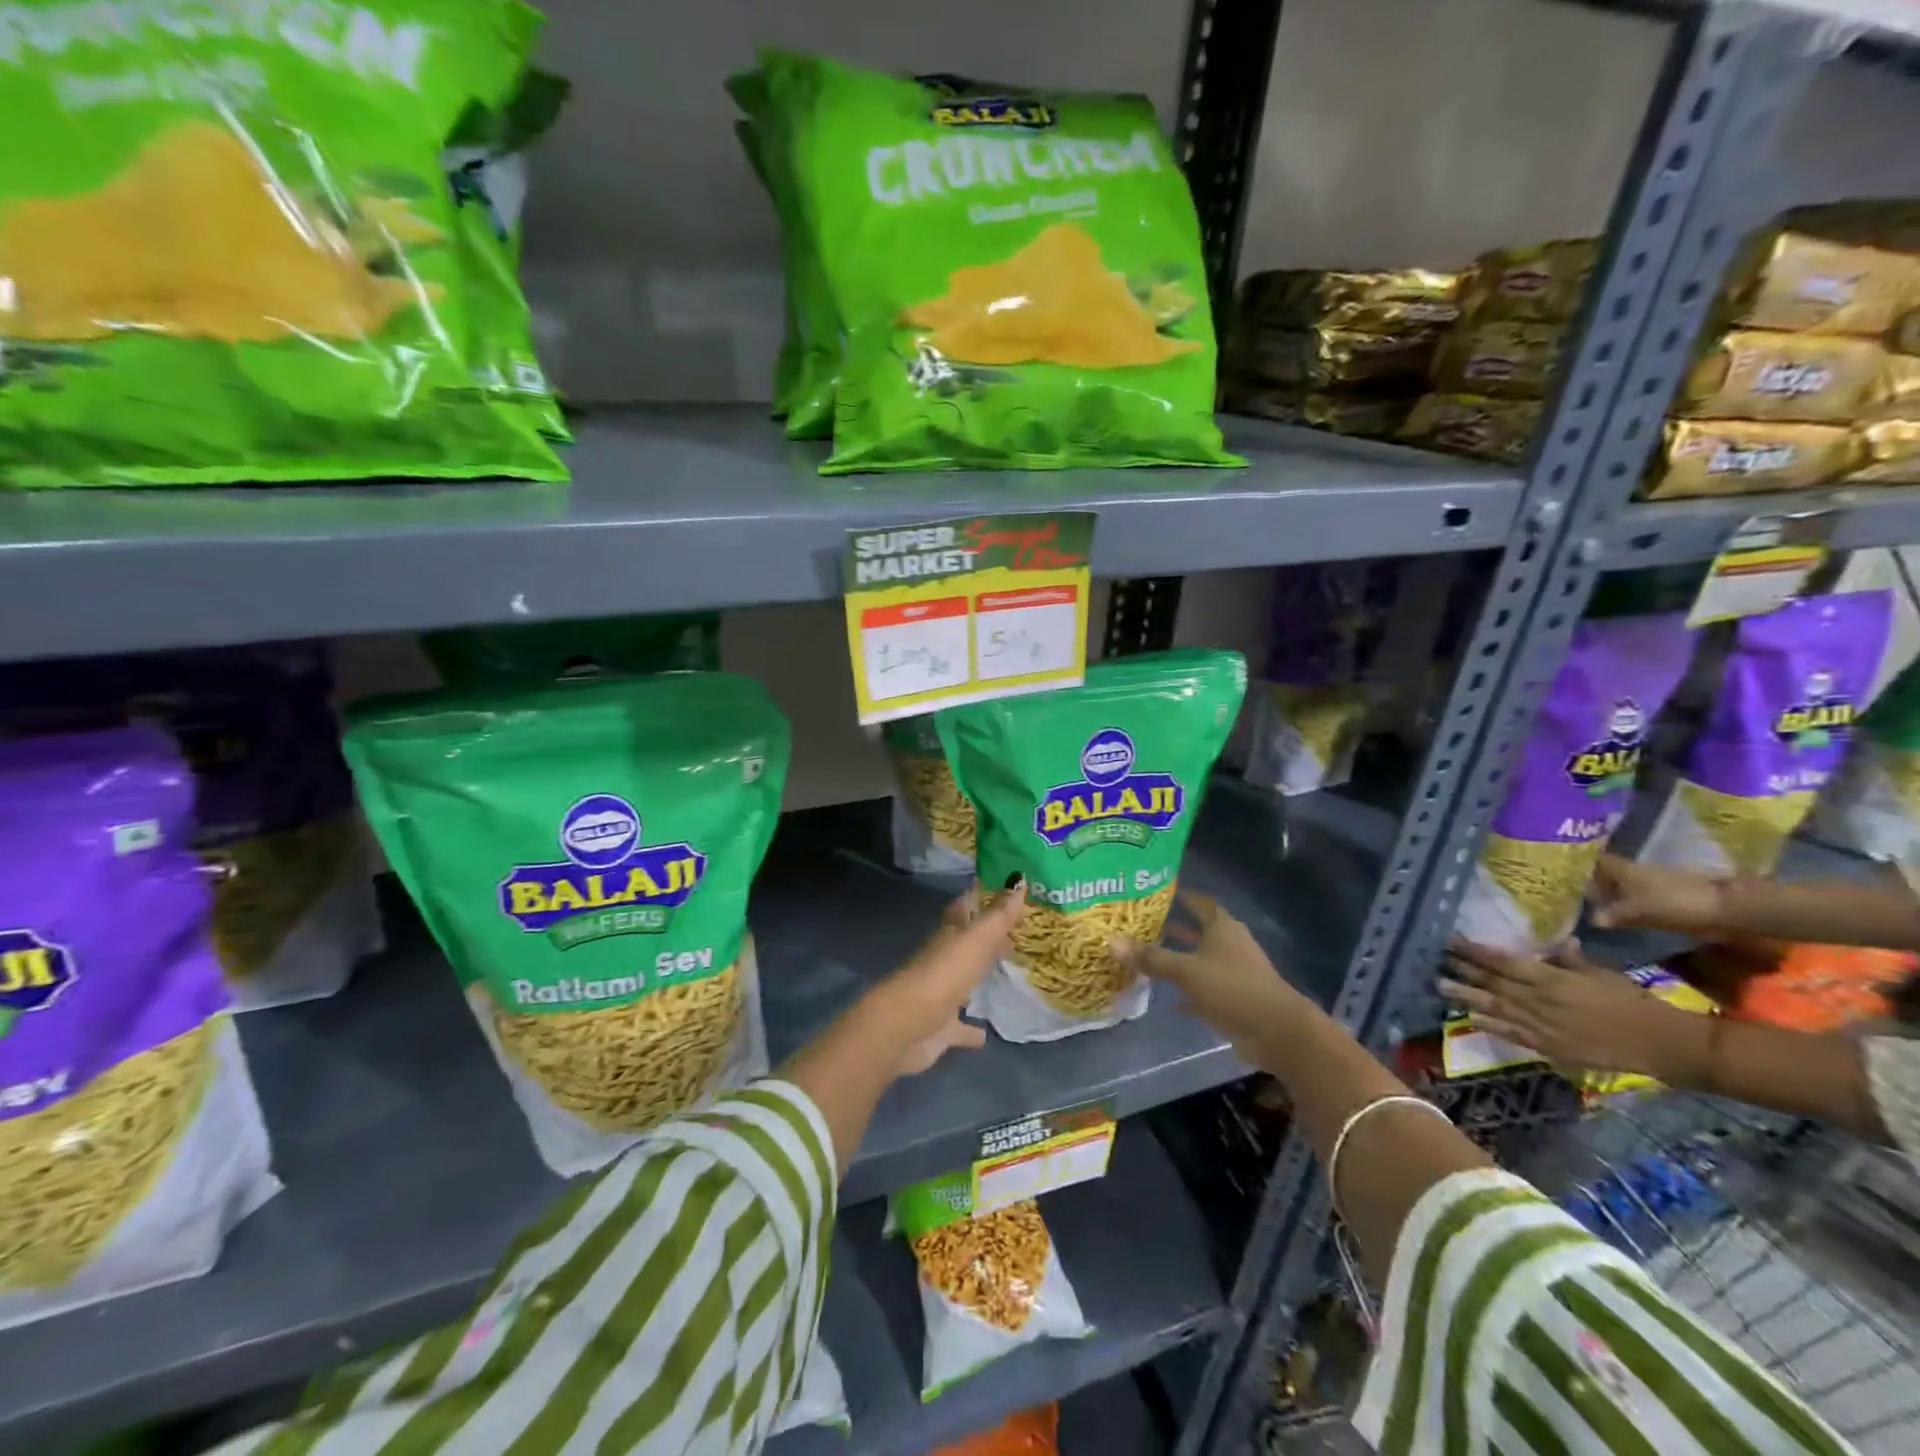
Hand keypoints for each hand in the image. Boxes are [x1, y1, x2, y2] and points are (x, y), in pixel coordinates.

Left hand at [876, 882, 1026, 1075]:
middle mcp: (942, 960)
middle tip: (1015, 935)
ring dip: (977, 979)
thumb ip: (999, 915)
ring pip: (962, 982)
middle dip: (986, 938)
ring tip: (1005, 975)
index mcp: (949, 935)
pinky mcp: (940, 1028)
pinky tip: (985, 1034)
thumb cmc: (943, 975)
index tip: (1005, 891)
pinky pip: (959, 1027)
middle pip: (966, 944)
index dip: (981, 898)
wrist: (905, 1026)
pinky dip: (971, 1029)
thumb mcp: (976, 939)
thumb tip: (1019, 878)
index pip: (964, 908)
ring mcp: (940, 994)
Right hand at [1110, 891, 1305, 1054]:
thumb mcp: (1187, 971)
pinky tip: (1169, 997)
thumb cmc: (1233, 988)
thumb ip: (1151, 957)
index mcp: (1222, 928)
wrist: (1278, 1032)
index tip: (1158, 892)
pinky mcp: (1235, 999)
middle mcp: (1229, 945)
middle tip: (1143, 923)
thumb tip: (1110, 941)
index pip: (1200, 902)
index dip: (1182, 895)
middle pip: (1200, 930)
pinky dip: (1189, 991)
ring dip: (1180, 958)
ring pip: (1201, 959)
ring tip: (1150, 955)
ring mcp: (1234, 973)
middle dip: (1175, 927)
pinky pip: (1205, 989)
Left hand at [1442, 938, 1703, 1078]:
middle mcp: (1536, 1001)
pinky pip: (1511, 1033)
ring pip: (1493, 1008)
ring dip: (1466, 997)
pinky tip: (1472, 1018)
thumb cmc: (1632, 1002)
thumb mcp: (1600, 972)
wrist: (1660, 1045)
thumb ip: (1570, 959)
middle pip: (1491, 983)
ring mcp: (1539, 1026)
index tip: (1451, 940)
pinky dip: (1490, 1025)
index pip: (1500, 962)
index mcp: (1548, 979)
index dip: (1473, 951)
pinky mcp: (1547, 1048)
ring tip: (1441, 987)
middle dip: (1462, 970)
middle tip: (1437, 960)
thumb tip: (1556, 941)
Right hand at [1587, 853, 1725, 935]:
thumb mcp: (1637, 913)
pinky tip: (1628, 915)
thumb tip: (1592, 919)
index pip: (1594, 860)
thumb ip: (1612, 915)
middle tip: (1579, 895)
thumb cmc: (1674, 904)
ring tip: (1601, 907)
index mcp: (1623, 869)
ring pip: (1626, 884)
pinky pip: (1643, 895)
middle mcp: (1636, 870)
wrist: (1729, 908)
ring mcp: (1656, 880)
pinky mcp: (1672, 892)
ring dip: (1615, 894)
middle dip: (1596, 882)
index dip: (1579, 865)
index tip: (1565, 874)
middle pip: (1610, 872)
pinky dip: (1633, 902)